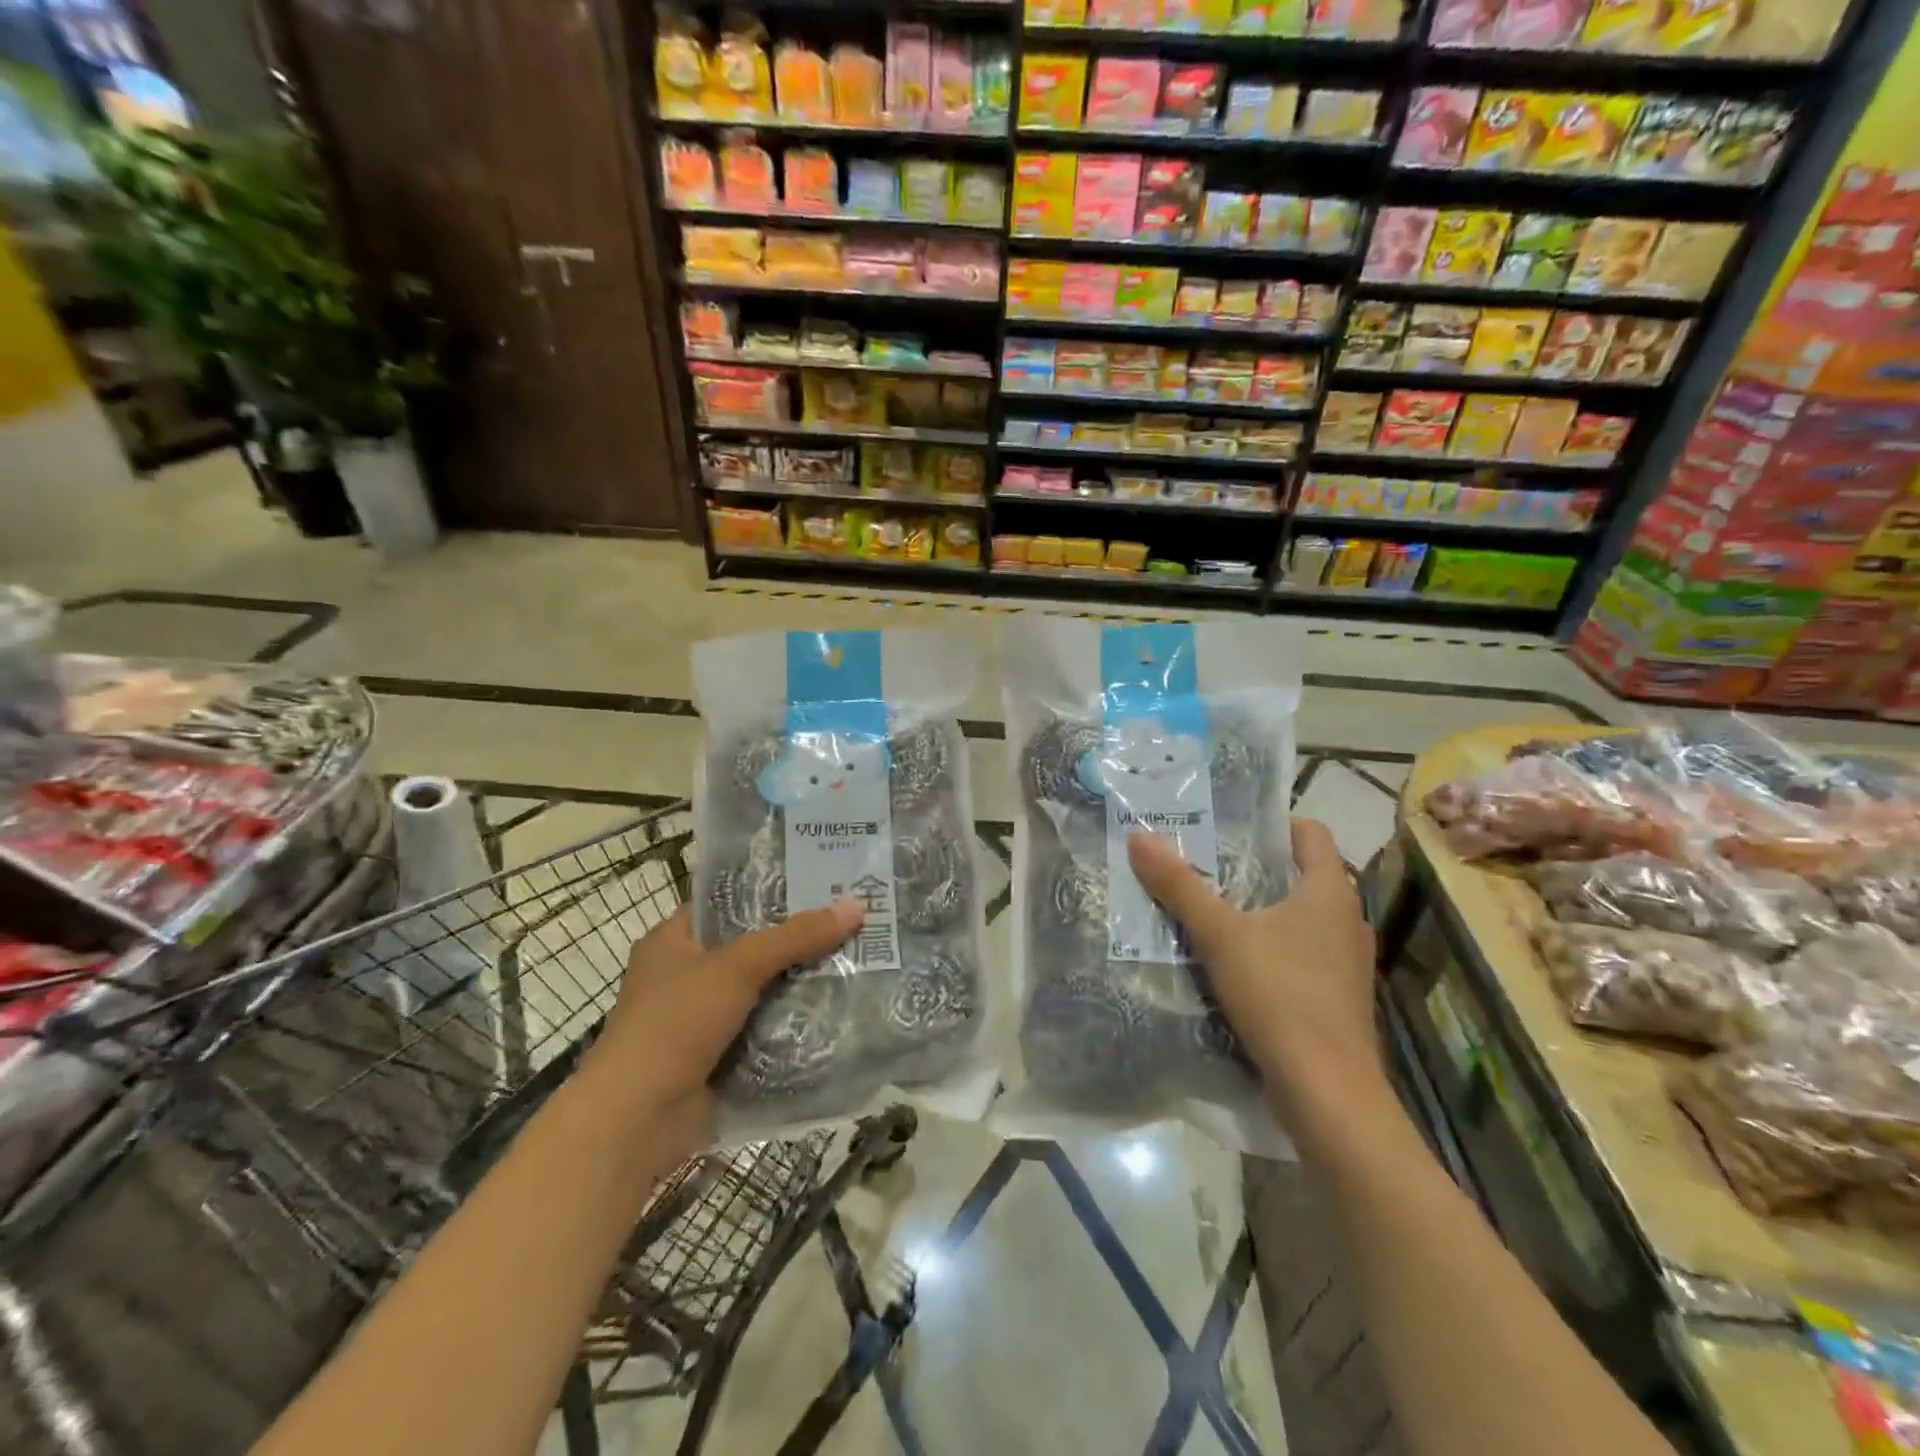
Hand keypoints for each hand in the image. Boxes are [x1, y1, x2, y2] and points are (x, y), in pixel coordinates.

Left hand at [581, 902, 863, 1135]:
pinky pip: (765, 1029)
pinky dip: (793, 1024)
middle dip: (798, 939)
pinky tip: (839, 1009)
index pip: (729, 902)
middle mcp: (685, 974)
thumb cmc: (676, 1023)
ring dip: (801, 983)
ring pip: (762, 990)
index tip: (821, 883)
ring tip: (856, 959)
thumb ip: (796, 937)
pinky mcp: (718, 1056)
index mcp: (673, 940)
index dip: (772, 891)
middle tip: (851, 920)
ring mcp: (701, 1019)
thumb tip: (855, 907)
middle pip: (752, 947)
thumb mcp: (738, 966)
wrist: (638, 1119)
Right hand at [1128, 821, 1384, 1128]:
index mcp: (1330, 892)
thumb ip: (1180, 886)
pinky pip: (1302, 953)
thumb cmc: (1281, 996)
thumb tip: (1139, 837)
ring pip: (1301, 917)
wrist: (1328, 1093)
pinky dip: (1272, 947)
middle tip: (1205, 863)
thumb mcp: (1220, 935)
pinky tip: (1234, 962)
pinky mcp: (1337, 997)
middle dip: (1256, 867)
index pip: (1311, 833)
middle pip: (1302, 875)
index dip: (1274, 823)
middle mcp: (1347, 920)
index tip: (1230, 827)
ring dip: (1262, 910)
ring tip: (1212, 909)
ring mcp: (1347, 962)